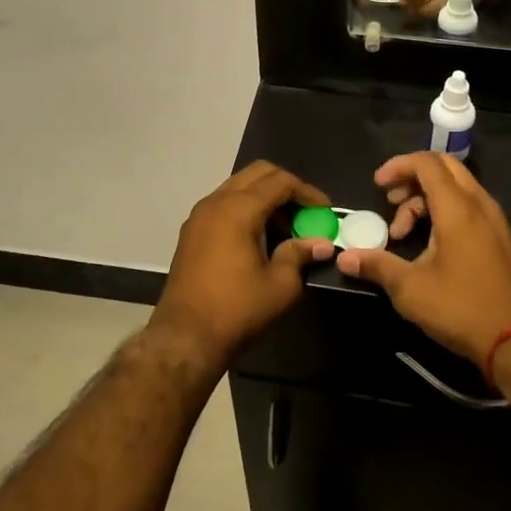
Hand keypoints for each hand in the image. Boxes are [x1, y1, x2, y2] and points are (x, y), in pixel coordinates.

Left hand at [147, 162, 333, 375]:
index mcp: (239, 209)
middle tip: (305, 213)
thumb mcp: (280, 285)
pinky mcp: (191, 231)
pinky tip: (258, 237)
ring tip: (284, 228)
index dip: (307, 192)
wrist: (185, 336)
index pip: (280, 181)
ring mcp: (199, 214)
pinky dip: (245, 208)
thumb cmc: (237, 309)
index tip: (325, 211)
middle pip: (258, 173)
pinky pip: (224, 203)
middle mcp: (216, 201)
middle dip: (286, 187)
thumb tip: (322, 244)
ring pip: (238, 186)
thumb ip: (300, 255)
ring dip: (264, 197)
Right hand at [338, 153, 510, 366]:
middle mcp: (479, 204)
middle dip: (411, 177)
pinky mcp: (499, 237)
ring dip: (425, 198)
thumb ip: (376, 266)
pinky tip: (429, 243)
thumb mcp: (410, 289)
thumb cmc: (461, 308)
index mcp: (457, 208)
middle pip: (444, 167)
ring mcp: (493, 220)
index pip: (427, 163)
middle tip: (390, 201)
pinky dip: (443, 210)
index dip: (398, 166)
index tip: (378, 185)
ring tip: (403, 233)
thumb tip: (343, 258)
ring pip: (456, 187)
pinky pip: (468, 205)